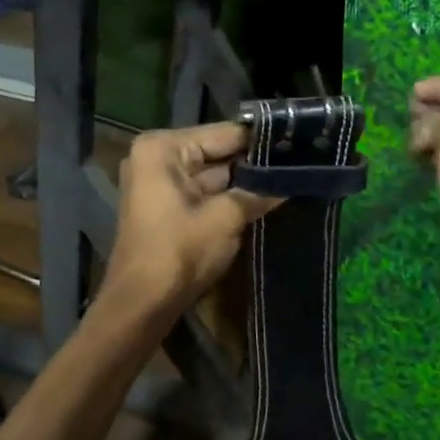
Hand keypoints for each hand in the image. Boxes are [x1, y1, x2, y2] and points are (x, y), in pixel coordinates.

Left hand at [98, 123, 280, 335]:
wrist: (141, 305)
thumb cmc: (179, 251)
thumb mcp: (225, 218)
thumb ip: (259, 192)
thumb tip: (294, 178)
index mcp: (163, 148)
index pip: (223, 134)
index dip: (260, 140)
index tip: (297, 141)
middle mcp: (157, 157)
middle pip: (216, 152)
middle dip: (253, 162)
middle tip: (298, 162)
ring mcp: (159, 182)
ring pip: (212, 174)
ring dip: (244, 181)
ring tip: (290, 178)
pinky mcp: (165, 206)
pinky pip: (203, 192)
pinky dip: (228, 197)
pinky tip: (265, 199)